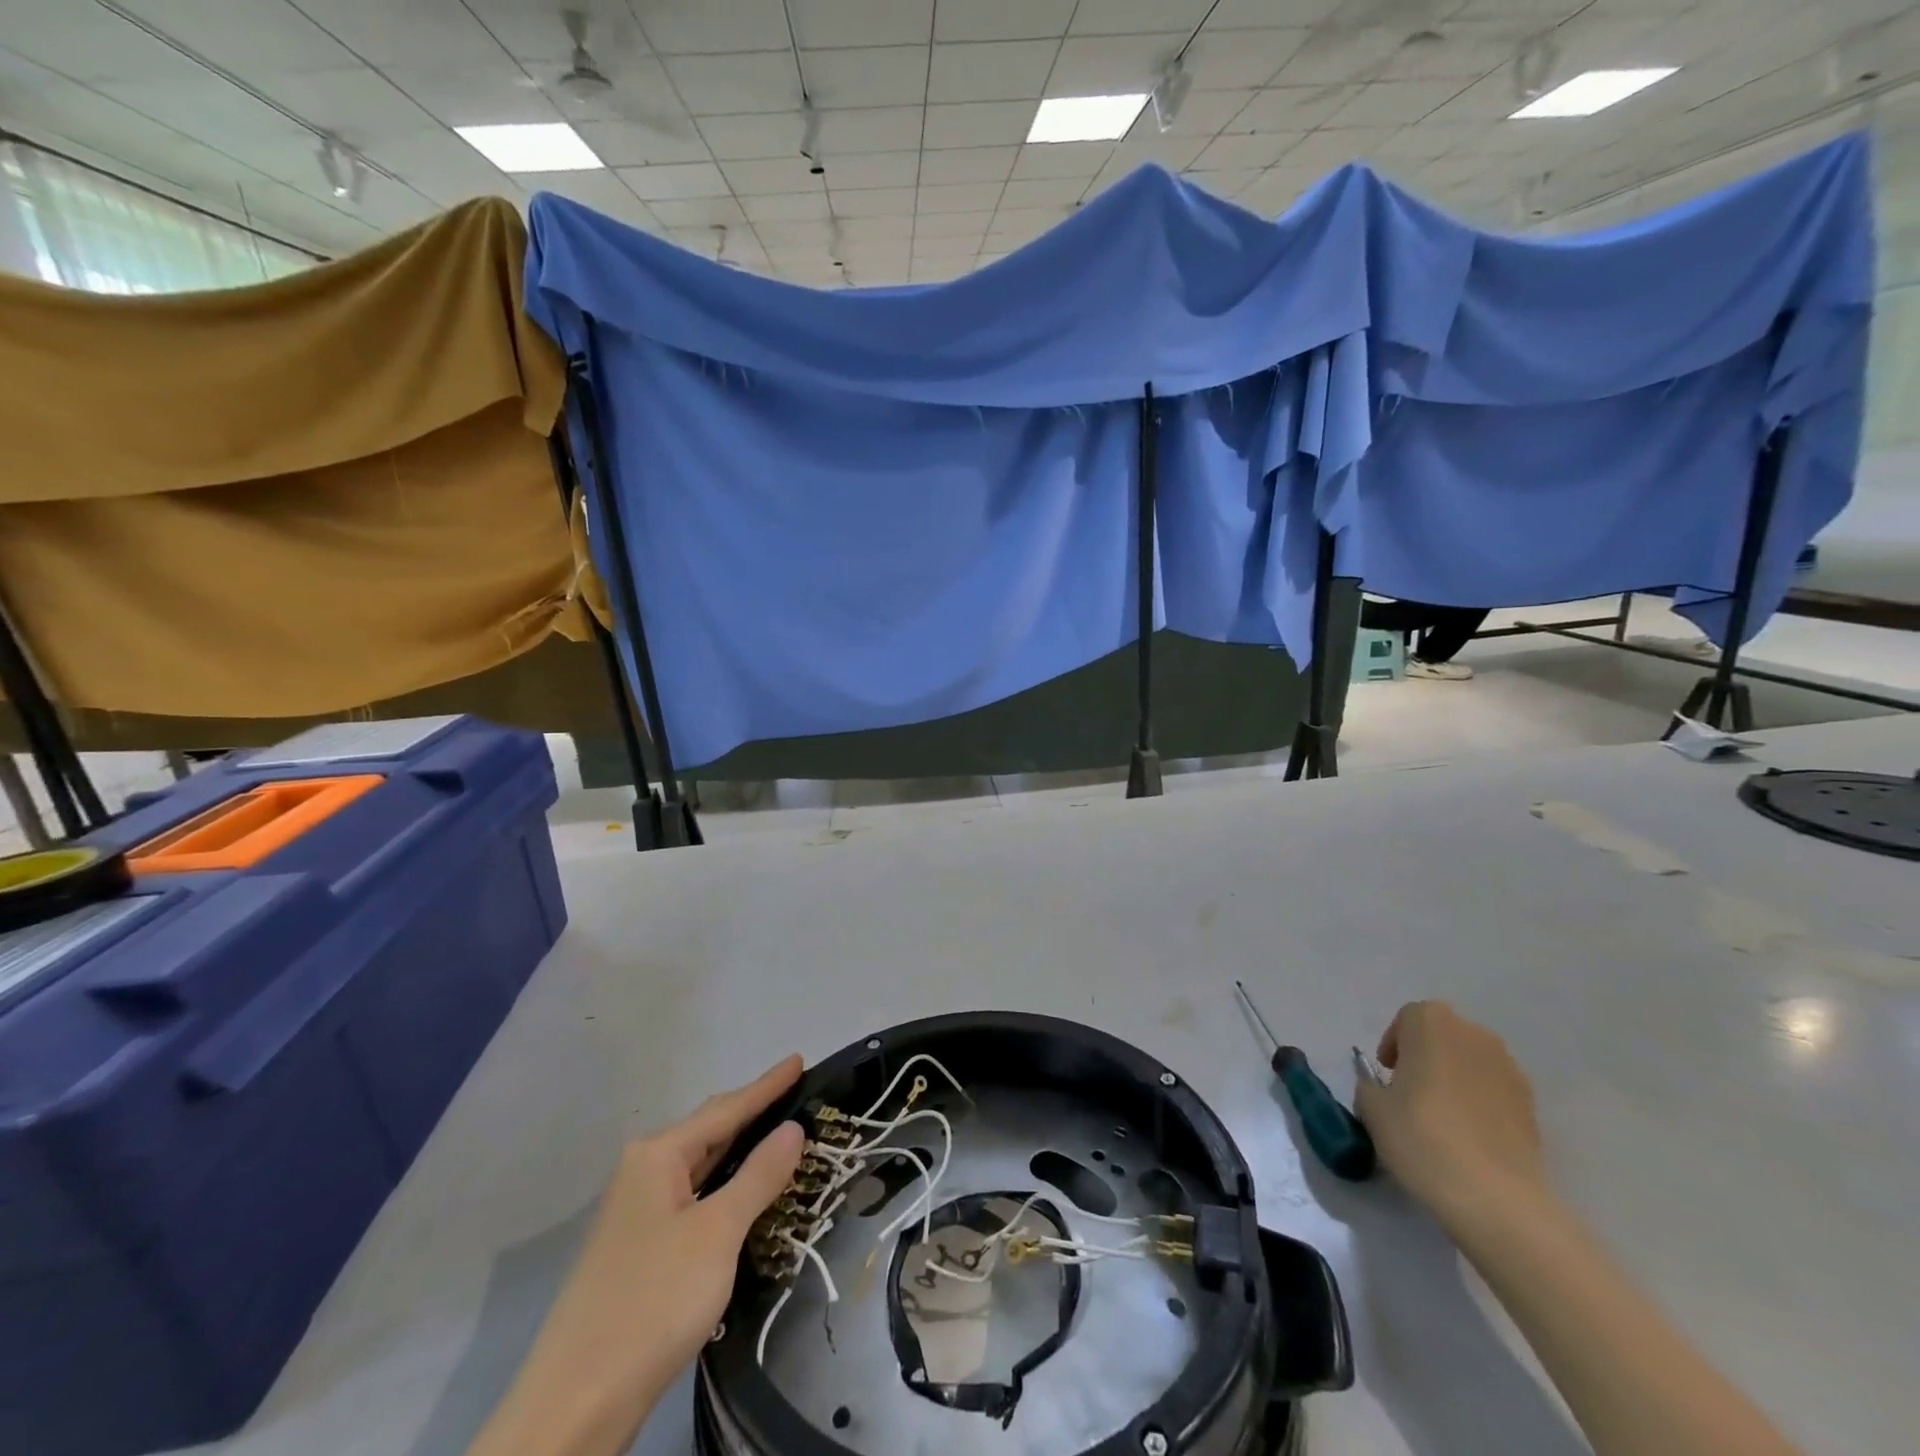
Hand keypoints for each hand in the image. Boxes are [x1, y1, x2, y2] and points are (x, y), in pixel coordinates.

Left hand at [467, 1058, 805, 1455]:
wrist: (576, 1404)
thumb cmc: (653, 1300)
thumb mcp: (717, 1232)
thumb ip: (758, 1176)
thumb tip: (792, 1128)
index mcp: (657, 1155)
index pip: (726, 1108)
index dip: (767, 1086)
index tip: (799, 1059)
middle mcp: (643, 1173)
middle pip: (709, 1132)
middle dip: (753, 1114)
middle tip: (797, 1096)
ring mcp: (637, 1213)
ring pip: (700, 1168)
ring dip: (740, 1153)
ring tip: (780, 1136)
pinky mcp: (639, 1250)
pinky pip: (693, 1199)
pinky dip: (724, 1188)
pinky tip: (743, 1196)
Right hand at [1354, 1001, 1546, 1232]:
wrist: (1496, 1197)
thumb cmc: (1422, 1136)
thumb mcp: (1372, 1109)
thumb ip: (1370, 1087)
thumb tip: (1382, 1090)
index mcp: (1432, 1023)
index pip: (1407, 1019)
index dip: (1394, 1044)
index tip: (1387, 1075)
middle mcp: (1474, 1034)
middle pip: (1442, 1036)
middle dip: (1425, 1057)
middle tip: (1409, 1093)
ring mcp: (1509, 1069)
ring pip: (1470, 1063)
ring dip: (1454, 1079)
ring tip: (1440, 1118)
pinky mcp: (1532, 1106)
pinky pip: (1494, 1092)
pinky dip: (1479, 1104)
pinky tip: (1467, 1138)